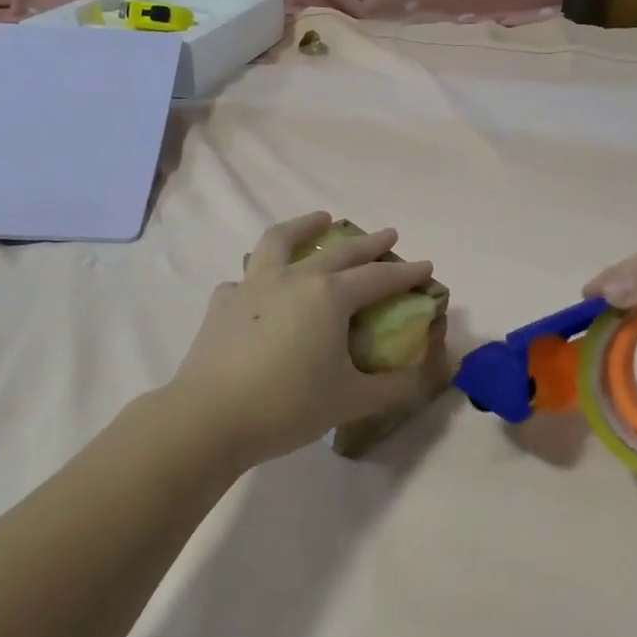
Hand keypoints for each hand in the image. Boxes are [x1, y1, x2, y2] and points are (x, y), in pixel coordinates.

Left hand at [170, 212, 448, 466]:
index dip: (406, 274)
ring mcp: (253, 285)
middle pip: (339, 251)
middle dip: (368, 243)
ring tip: (320, 218)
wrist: (209, 417)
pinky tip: (265, 286)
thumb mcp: (351, 400)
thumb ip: (394, 387)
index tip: (426, 265)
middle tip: (388, 236)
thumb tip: (424, 376)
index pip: (378, 278)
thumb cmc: (287, 406)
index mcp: (328, 296)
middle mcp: (293, 278)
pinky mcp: (223, 301)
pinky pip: (248, 276)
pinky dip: (264, 272)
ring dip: (305, 226)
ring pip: (281, 241)